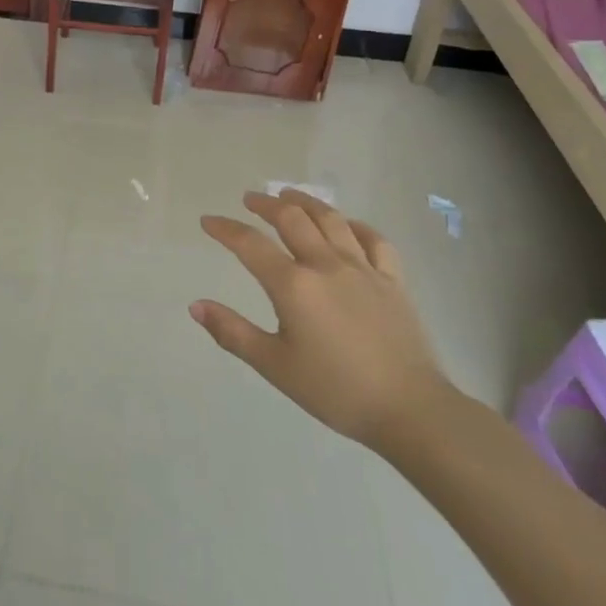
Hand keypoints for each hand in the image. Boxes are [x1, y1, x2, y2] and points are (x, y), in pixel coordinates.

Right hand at [193, 189, 455, 451]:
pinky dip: (356, 226)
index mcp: (293, 286)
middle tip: (250, 199)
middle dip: (266, 204)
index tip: (208, 221)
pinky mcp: (393, 281)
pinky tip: (347, 225)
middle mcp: (326, 265)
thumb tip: (195, 305)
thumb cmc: (335, 390)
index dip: (225, 229)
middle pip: (292, 219)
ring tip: (290, 196)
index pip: (250, 245)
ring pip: (331, 220)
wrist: (410, 410)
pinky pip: (374, 240)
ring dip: (306, 202)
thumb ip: (233, 332)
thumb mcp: (275, 366)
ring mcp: (363, 269)